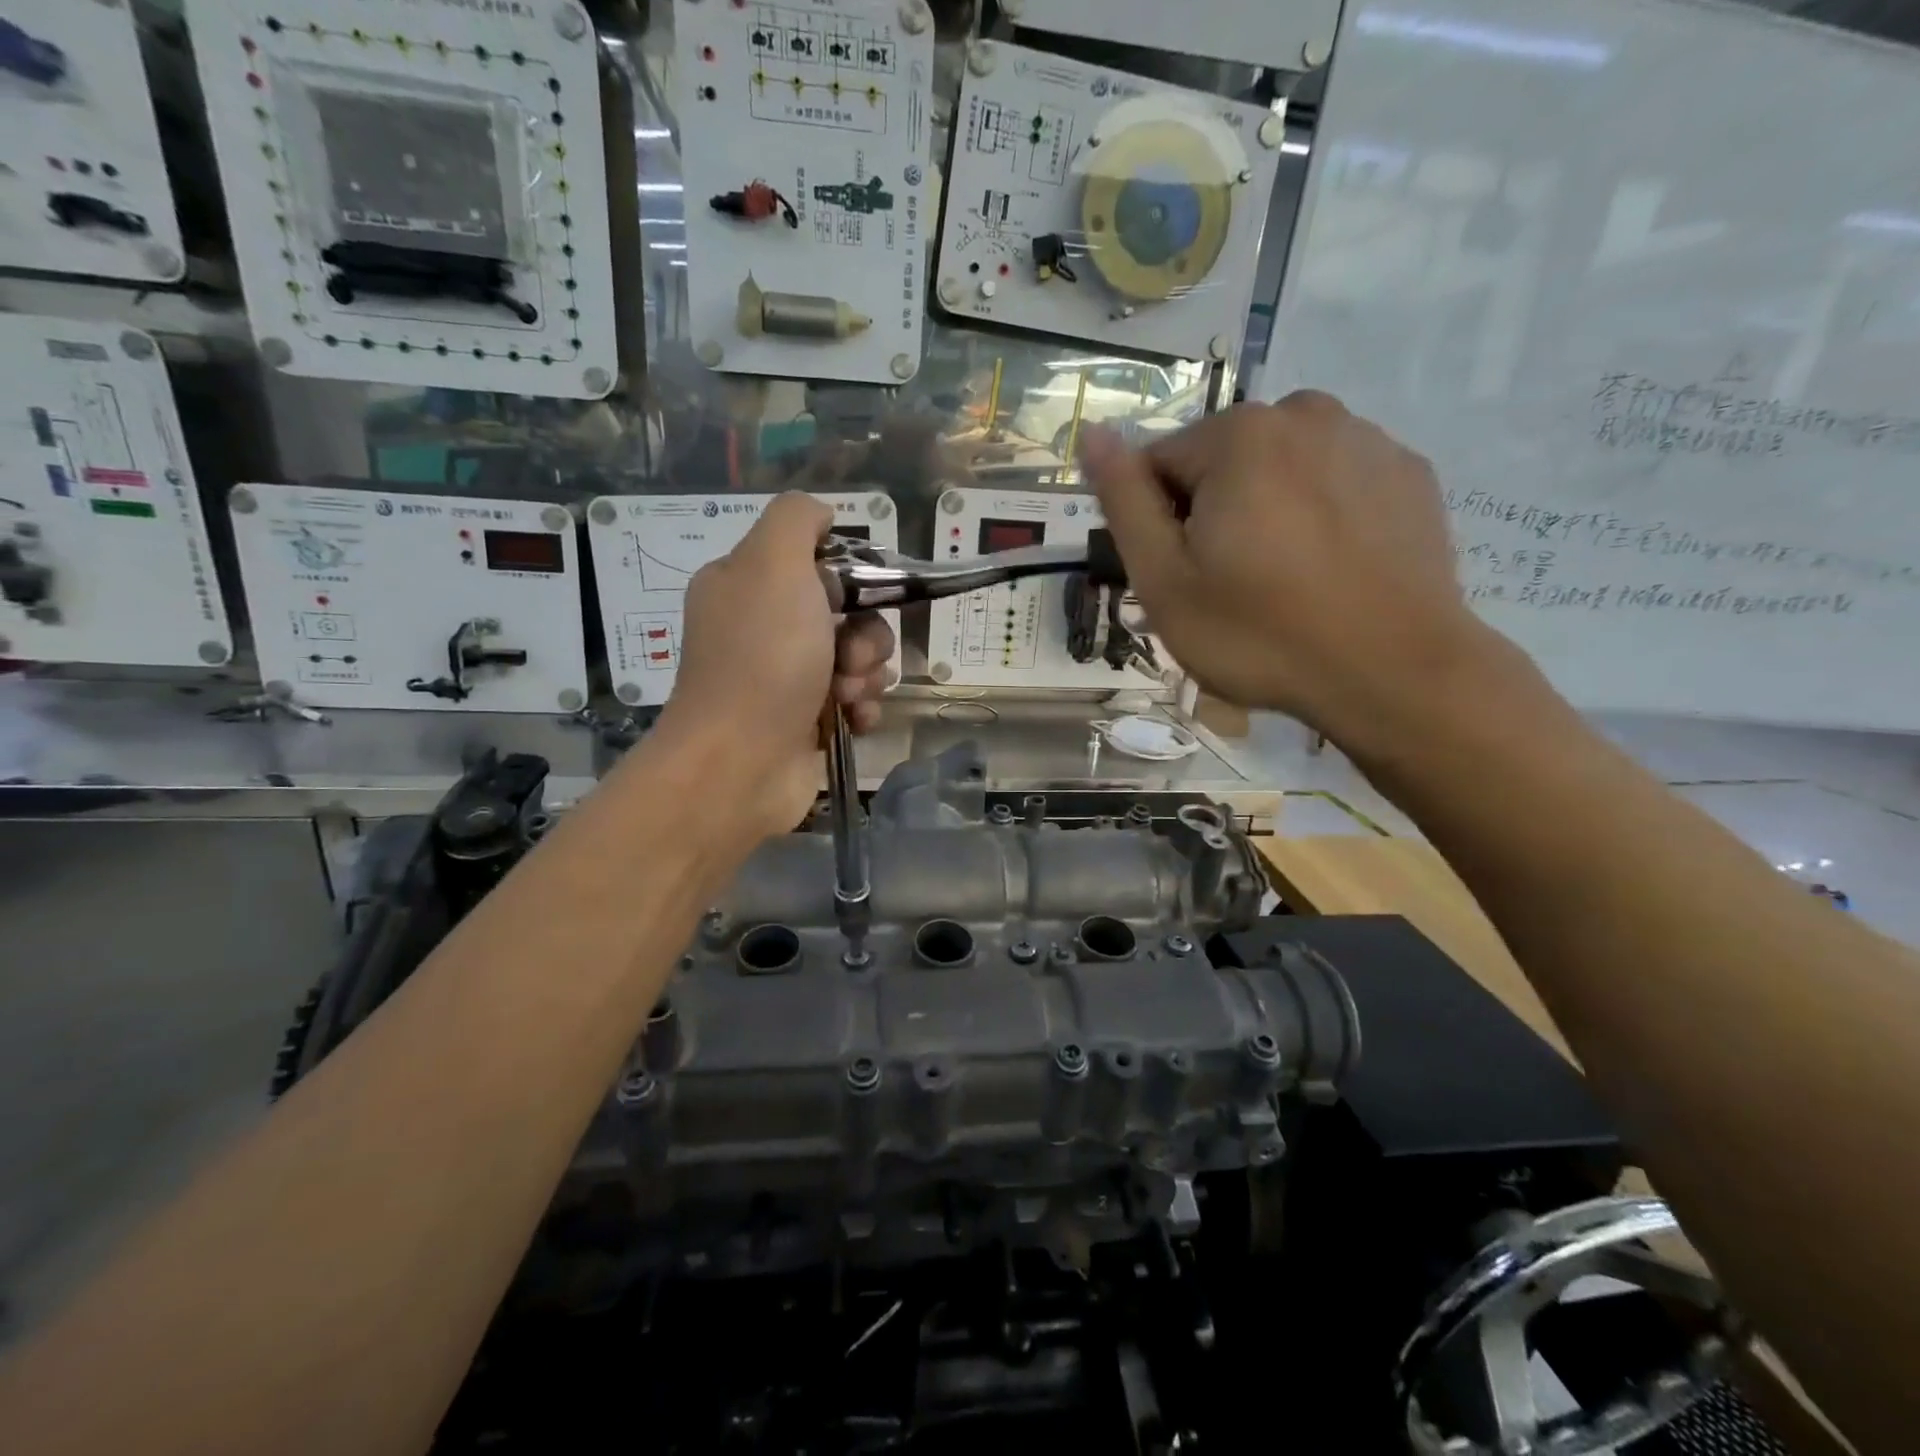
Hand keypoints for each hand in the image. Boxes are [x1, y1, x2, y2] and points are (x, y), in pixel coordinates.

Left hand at [657, 493, 895, 839]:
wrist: (741, 763)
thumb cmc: (762, 659)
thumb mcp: (772, 565)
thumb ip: (797, 521)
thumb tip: (822, 514)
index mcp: (746, 585)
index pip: (816, 564)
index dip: (848, 579)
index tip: (855, 597)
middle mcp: (764, 629)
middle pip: (847, 614)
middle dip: (865, 635)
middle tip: (850, 658)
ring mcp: (785, 679)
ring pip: (858, 659)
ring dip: (868, 674)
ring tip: (847, 695)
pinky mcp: (806, 721)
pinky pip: (855, 701)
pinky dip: (862, 708)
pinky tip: (853, 720)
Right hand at [1084, 393, 1493, 750]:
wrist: (1394, 673)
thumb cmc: (1261, 634)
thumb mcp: (1165, 580)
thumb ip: (1124, 501)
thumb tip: (1092, 433)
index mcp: (1238, 436)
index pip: (1159, 463)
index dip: (1158, 524)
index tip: (1181, 577)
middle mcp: (1305, 414)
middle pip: (1222, 462)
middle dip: (1213, 512)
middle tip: (1230, 586)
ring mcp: (1368, 440)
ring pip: (1281, 468)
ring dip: (1267, 509)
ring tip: (1284, 580)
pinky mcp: (1410, 474)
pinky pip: (1336, 482)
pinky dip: (1321, 514)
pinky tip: (1330, 569)